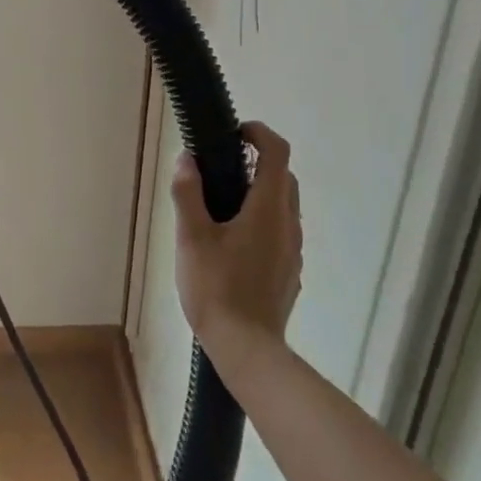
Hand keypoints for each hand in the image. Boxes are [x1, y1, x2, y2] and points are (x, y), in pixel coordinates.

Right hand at [171, 120, 302, 365]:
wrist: (247, 347)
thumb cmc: (216, 287)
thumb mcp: (191, 237)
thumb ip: (188, 194)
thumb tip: (186, 158)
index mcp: (268, 209)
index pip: (277, 152)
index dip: (259, 133)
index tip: (234, 133)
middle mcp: (289, 224)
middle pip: (283, 177)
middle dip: (257, 163)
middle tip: (220, 170)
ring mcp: (293, 250)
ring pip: (284, 206)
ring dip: (260, 193)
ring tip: (221, 208)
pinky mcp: (290, 271)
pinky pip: (281, 232)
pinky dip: (262, 221)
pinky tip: (233, 244)